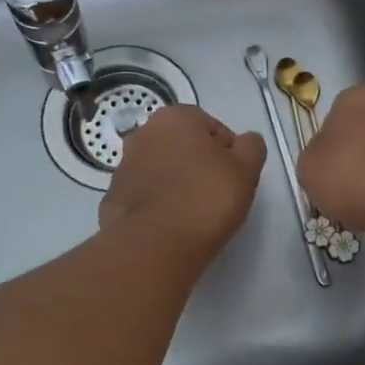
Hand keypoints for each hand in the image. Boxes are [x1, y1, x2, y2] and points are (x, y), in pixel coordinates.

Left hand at [99, 104, 265, 260]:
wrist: (154, 246)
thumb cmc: (206, 199)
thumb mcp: (247, 169)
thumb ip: (251, 146)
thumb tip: (243, 142)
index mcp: (174, 117)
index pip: (214, 129)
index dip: (229, 154)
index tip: (234, 179)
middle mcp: (143, 134)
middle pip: (185, 147)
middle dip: (200, 165)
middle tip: (217, 195)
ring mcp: (124, 166)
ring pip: (164, 170)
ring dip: (178, 184)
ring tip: (194, 214)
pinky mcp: (113, 198)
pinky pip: (146, 195)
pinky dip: (160, 204)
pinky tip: (172, 225)